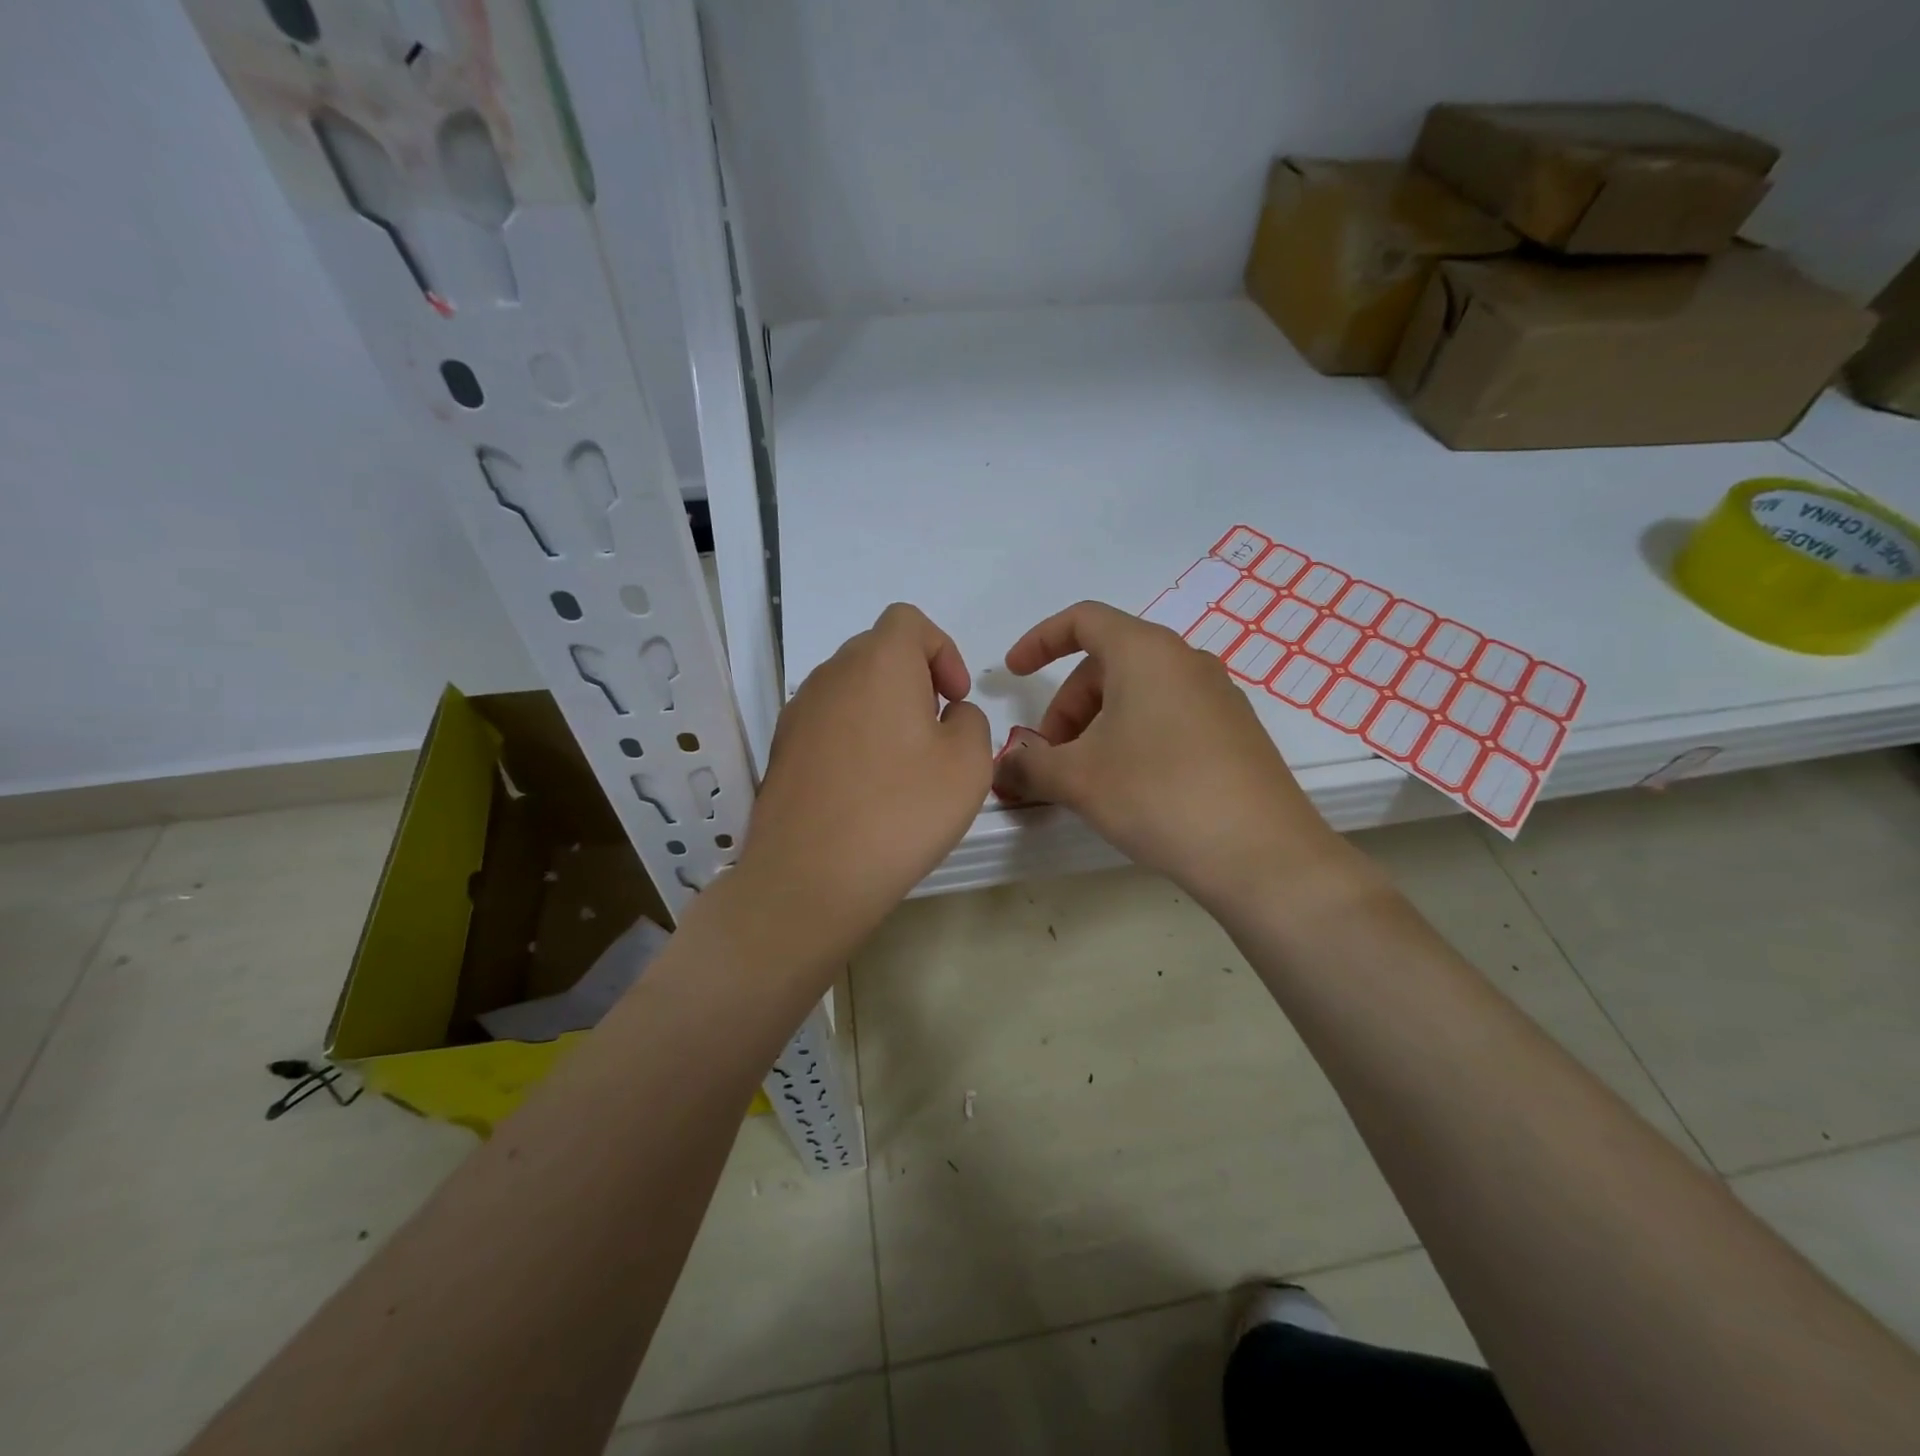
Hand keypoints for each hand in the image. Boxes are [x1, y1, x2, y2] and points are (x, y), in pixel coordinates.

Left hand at [736, 604, 990, 955]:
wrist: (810, 876)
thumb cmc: (901, 811)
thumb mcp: (969, 764)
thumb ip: (970, 722)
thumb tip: (948, 716)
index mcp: (879, 663)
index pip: (908, 621)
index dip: (942, 650)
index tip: (955, 698)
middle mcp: (831, 674)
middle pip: (877, 651)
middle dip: (914, 679)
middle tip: (935, 730)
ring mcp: (798, 711)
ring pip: (850, 687)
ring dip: (882, 708)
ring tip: (902, 763)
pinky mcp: (781, 749)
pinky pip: (827, 722)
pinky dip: (853, 736)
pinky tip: (865, 787)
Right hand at [995, 601, 1350, 902]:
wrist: (1261, 853)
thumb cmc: (1158, 795)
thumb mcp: (1077, 779)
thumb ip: (1029, 765)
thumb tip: (1004, 767)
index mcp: (1145, 652)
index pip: (1081, 620)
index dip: (1039, 641)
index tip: (1014, 674)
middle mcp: (1185, 660)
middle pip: (1107, 663)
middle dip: (1067, 706)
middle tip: (1050, 757)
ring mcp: (1217, 695)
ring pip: (1138, 693)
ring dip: (1098, 725)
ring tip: (1087, 778)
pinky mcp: (1235, 731)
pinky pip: (1168, 716)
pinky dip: (1133, 736)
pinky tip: (1131, 787)